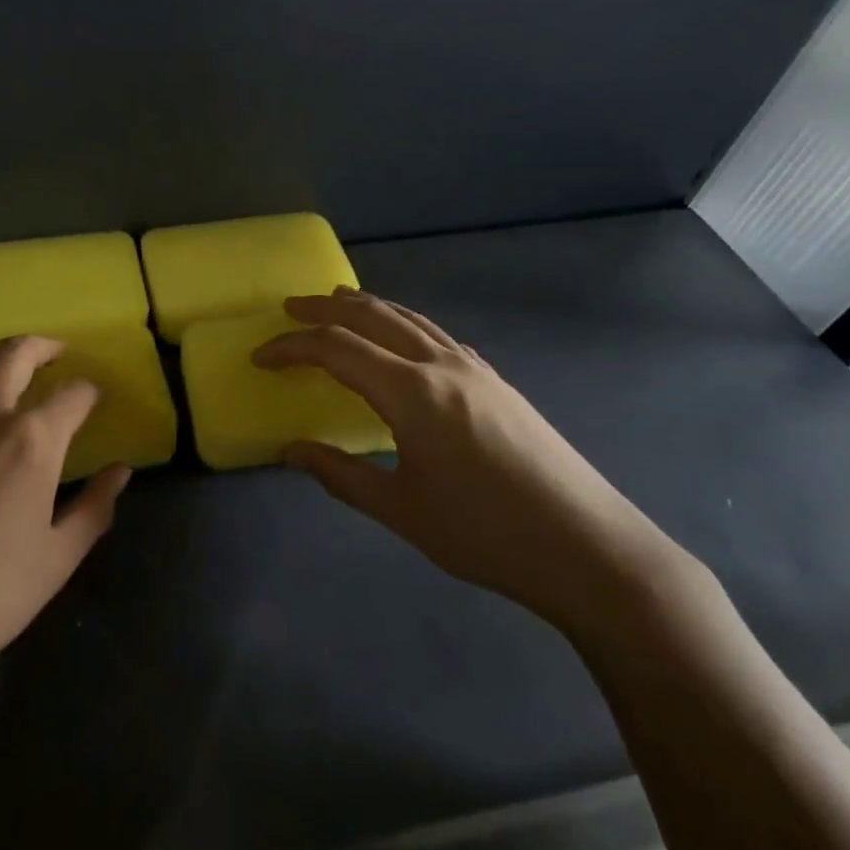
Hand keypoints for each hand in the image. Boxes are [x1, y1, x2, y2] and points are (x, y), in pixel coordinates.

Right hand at [253, 290, 677, 631]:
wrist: (588, 548)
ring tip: (339, 301)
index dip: (293, 347)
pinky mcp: (497, 382)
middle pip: (374, 317)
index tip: (261, 356)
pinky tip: (402, 339)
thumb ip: (340, 475)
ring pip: (411, 319)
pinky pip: (437, 336)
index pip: (337, 349)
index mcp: (412, 393)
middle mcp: (441, 365)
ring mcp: (475, 369)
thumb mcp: (401, 511)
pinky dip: (404, 324)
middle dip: (326, 308)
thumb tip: (291, 451)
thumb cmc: (485, 534)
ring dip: (369, 307)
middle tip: (290, 306)